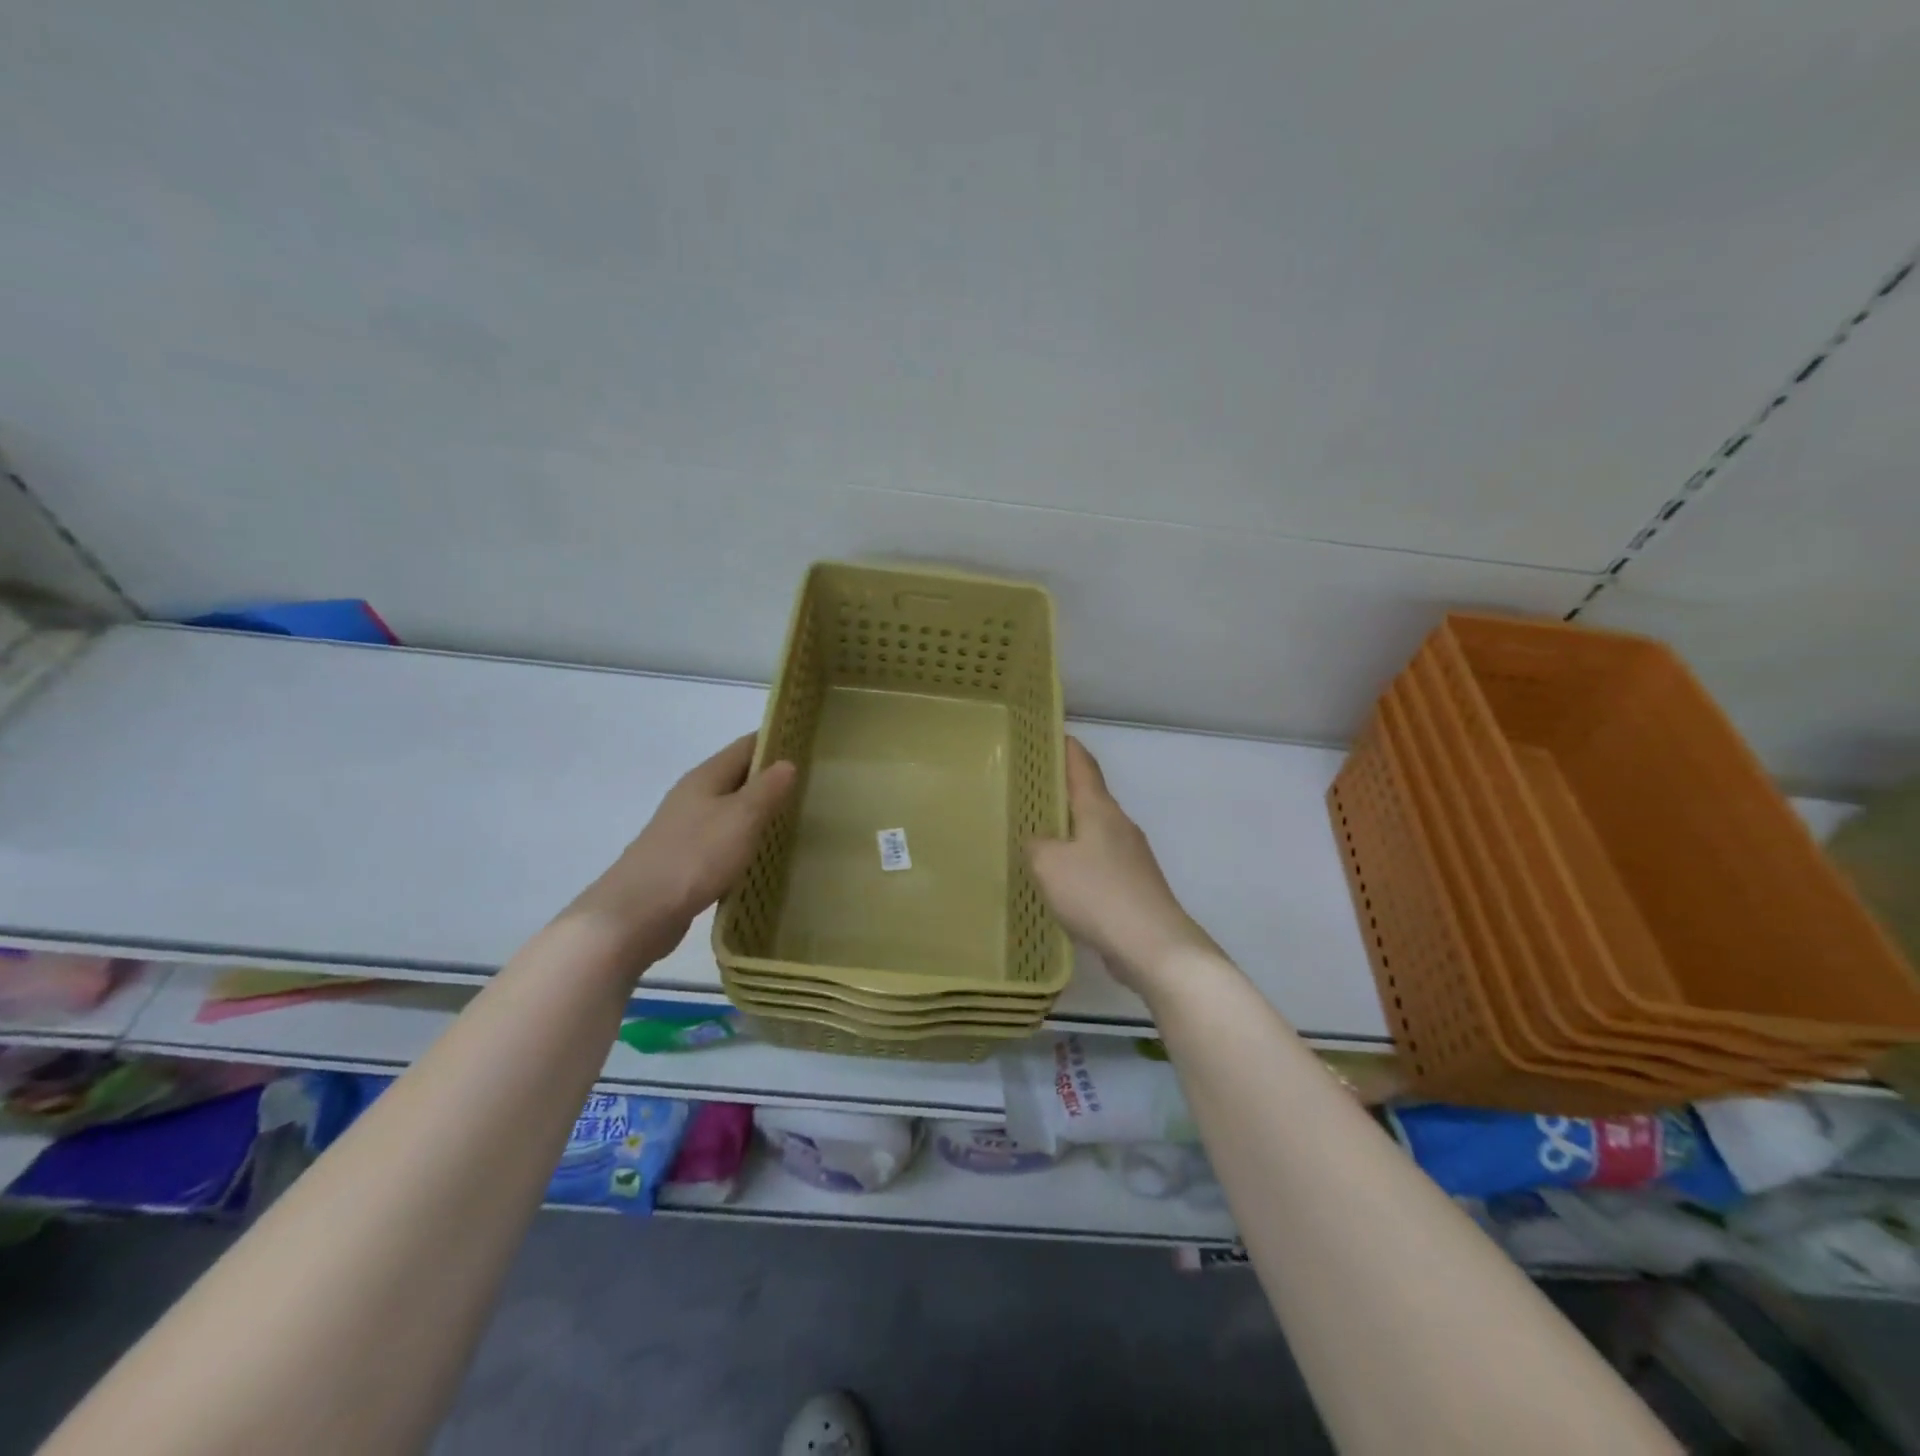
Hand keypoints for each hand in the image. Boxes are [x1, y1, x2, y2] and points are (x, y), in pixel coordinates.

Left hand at [568, 735, 796, 964]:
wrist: (637, 914)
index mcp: (705, 777)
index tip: (808, 744)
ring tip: (796, 817)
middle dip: (770, 777)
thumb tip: (787, 762)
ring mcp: (686, 828)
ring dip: (758, 810)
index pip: (745, 746)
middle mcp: (693, 796)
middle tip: (812, 784)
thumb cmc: (695, 856)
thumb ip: (766, 789)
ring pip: (730, 809)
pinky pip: (722, 839)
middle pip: (737, 776)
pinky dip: (744, 839)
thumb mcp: (741, 817)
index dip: (775, 740)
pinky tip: (762, 853)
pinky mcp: (685, 859)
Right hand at [1025, 737, 1216, 991]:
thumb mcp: (1048, 864)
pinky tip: (1061, 880)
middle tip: (1027, 790)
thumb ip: (1035, 844)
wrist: (1153, 946)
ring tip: (1038, 835)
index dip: (1064, 746)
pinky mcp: (1134, 885)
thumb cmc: (1097, 893)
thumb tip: (1039, 841)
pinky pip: (1100, 862)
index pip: (1082, 764)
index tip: (1046, 733)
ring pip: (1094, 831)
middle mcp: (1119, 825)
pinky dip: (1079, 861)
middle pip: (1088, 796)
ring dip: (1069, 829)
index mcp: (1100, 809)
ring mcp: (1131, 856)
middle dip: (1061, 790)